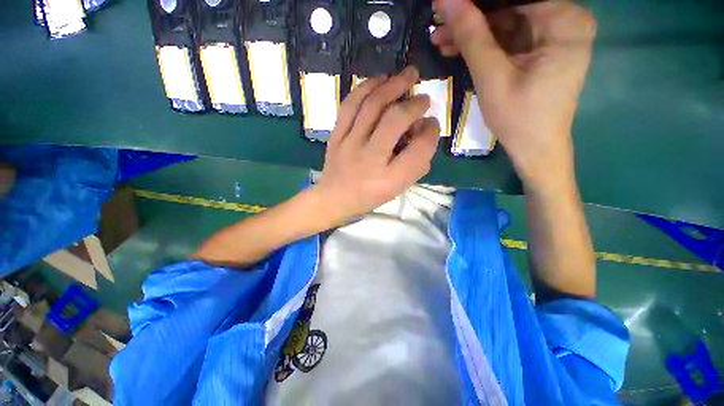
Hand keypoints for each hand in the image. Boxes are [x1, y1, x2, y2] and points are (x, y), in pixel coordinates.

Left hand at [311, 66, 440, 222]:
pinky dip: (366, 88)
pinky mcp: (336, 135)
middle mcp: (370, 158)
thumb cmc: (369, 195)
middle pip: (396, 120)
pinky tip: (378, 81)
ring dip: (392, 85)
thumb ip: (416, 163)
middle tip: (424, 97)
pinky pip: (350, 105)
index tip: (432, 124)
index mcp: (389, 179)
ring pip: (372, 105)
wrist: (334, 198)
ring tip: (407, 75)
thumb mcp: (397, 188)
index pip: (419, 149)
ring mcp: (349, 144)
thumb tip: (425, 130)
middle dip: (414, 103)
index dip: (431, 132)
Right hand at [431, 0, 595, 189]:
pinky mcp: (543, 51)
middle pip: (509, 10)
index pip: (511, 1)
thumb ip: (471, 36)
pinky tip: (458, 49)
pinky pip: (509, 40)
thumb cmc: (518, 117)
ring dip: (473, 34)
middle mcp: (565, 21)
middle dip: (471, 20)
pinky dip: (484, 45)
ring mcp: (555, 36)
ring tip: (440, 40)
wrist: (535, 149)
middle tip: (438, 26)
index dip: (475, 4)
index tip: (445, 7)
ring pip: (505, 24)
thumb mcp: (492, 76)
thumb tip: (447, 0)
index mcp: (564, 21)